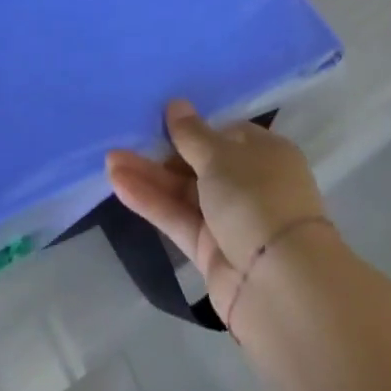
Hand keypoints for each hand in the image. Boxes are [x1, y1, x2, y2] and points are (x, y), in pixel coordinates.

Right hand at [107, 100, 330, 327]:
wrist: (280, 285)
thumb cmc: (256, 198)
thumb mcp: (220, 155)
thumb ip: (191, 133)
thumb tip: (176, 104)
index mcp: (265, 153)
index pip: (225, 134)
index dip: (194, 127)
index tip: (159, 119)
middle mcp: (251, 184)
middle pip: (201, 163)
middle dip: (164, 152)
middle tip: (126, 137)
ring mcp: (231, 220)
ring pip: (185, 192)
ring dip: (150, 176)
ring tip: (110, 160)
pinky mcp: (211, 252)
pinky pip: (178, 219)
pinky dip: (152, 202)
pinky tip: (119, 184)